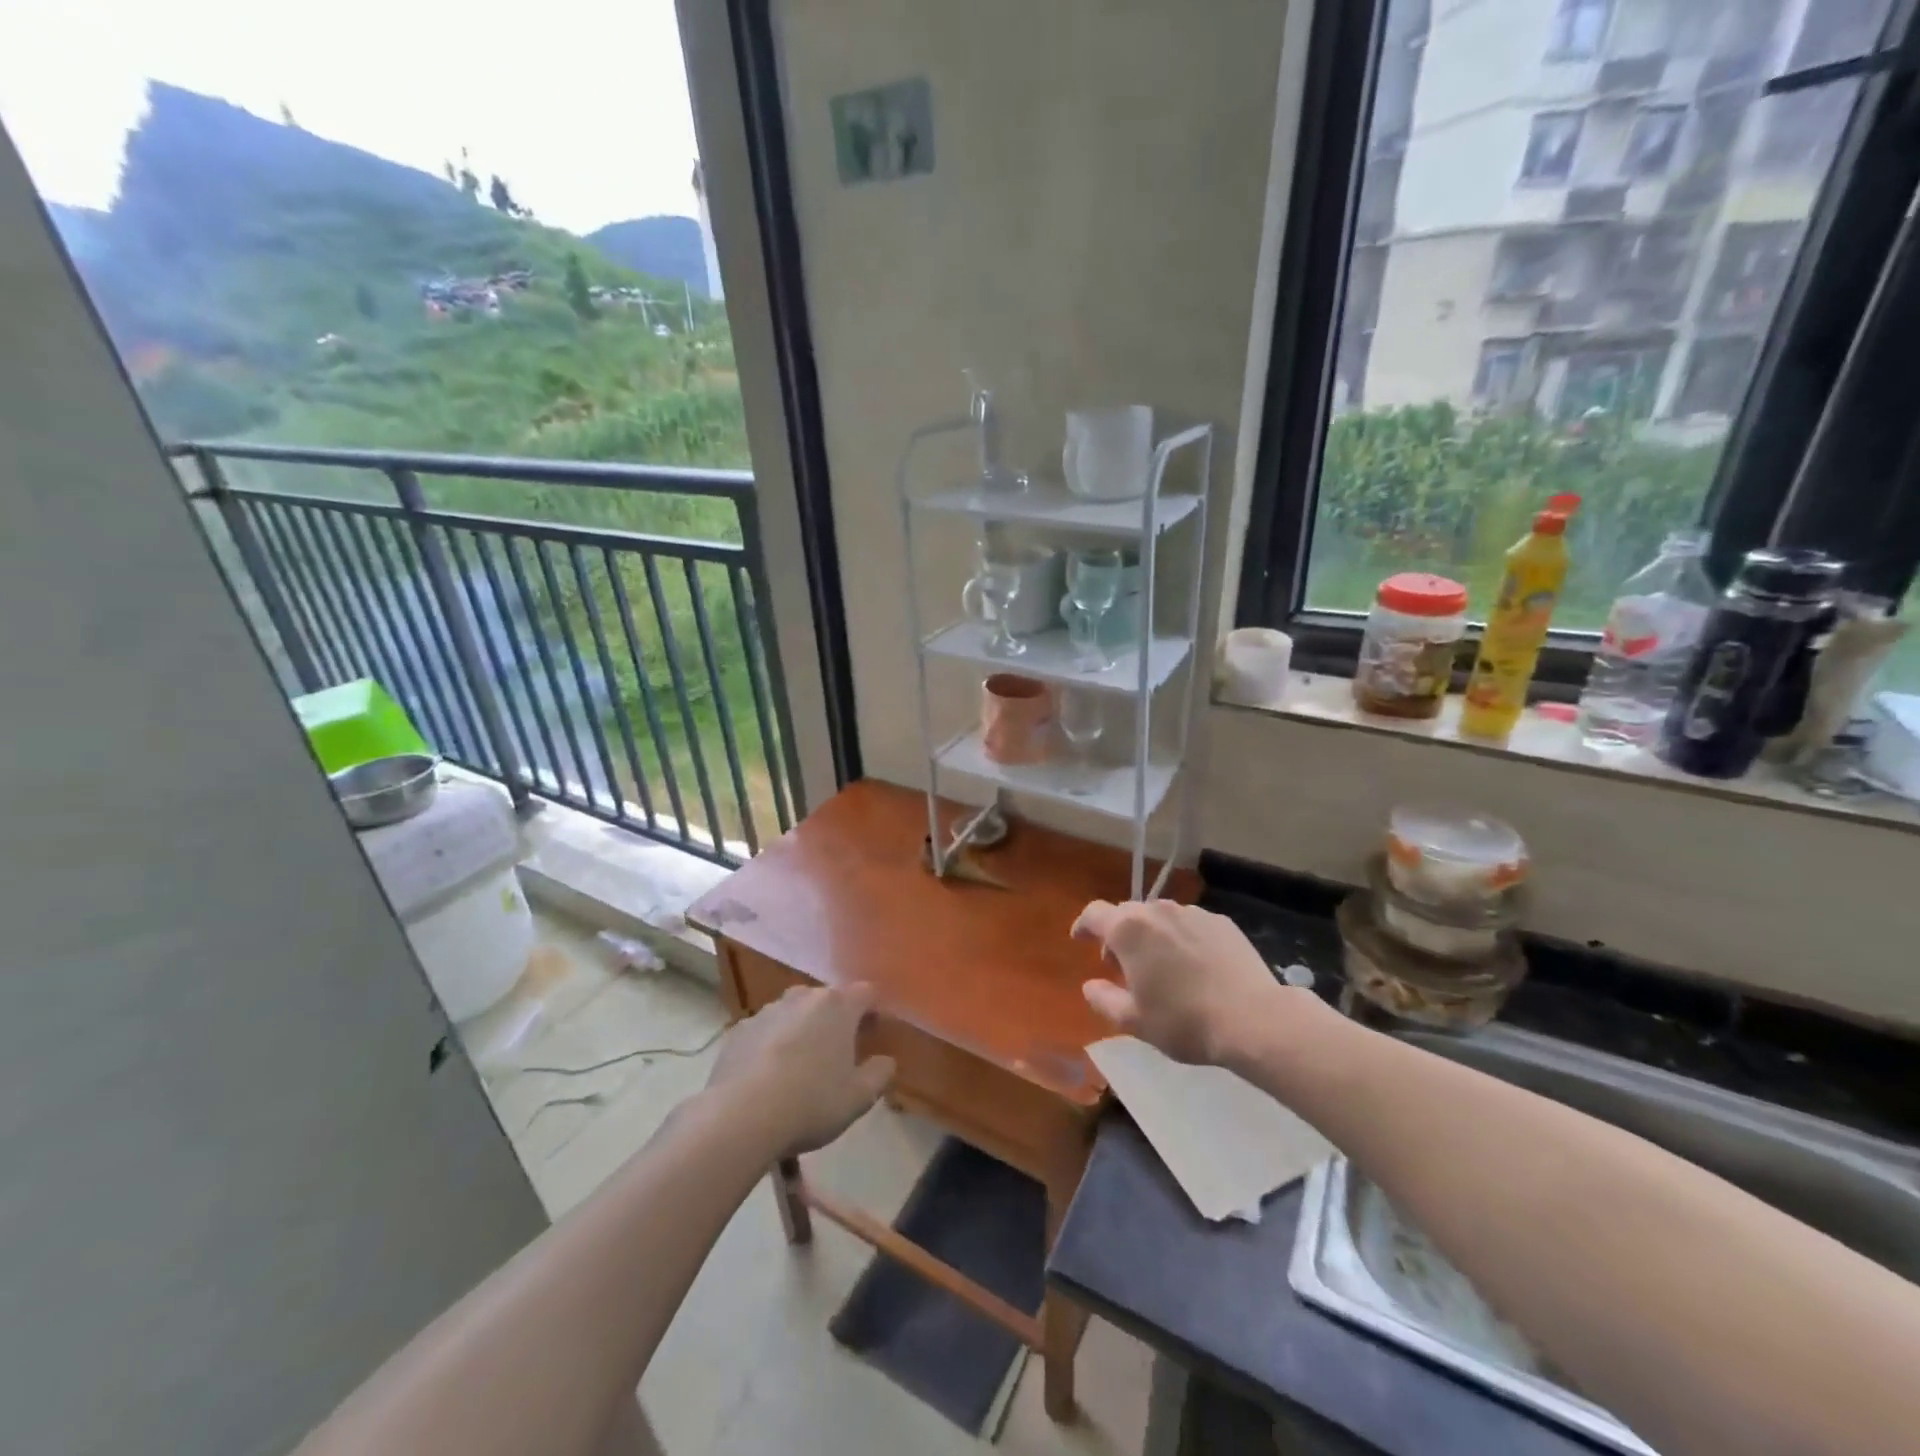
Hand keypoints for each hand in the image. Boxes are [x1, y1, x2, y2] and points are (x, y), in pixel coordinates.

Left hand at [708, 983, 895, 1156]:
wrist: (739, 1116)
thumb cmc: (811, 1102)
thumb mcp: (859, 1097)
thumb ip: (880, 1074)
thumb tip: (885, 1061)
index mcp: (837, 1006)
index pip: (866, 992)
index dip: (873, 1010)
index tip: (873, 1034)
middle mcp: (803, 997)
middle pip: (828, 999)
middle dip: (836, 1019)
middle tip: (838, 1053)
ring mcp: (767, 1011)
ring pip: (794, 1013)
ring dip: (802, 1030)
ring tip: (800, 1067)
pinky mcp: (739, 1030)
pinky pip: (765, 1031)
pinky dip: (771, 1044)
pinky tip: (767, 1076)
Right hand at [1073, 899, 1291, 1065]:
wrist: (1253, 1019)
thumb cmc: (1184, 1021)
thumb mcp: (1134, 1021)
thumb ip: (1103, 999)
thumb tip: (1090, 986)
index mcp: (1129, 930)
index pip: (1094, 914)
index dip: (1083, 925)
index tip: (1080, 939)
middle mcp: (1158, 911)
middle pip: (1127, 913)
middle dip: (1118, 934)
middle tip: (1121, 965)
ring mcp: (1192, 913)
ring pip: (1160, 917)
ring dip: (1151, 935)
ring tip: (1160, 966)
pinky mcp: (1221, 922)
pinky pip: (1189, 924)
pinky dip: (1181, 938)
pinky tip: (1193, 966)